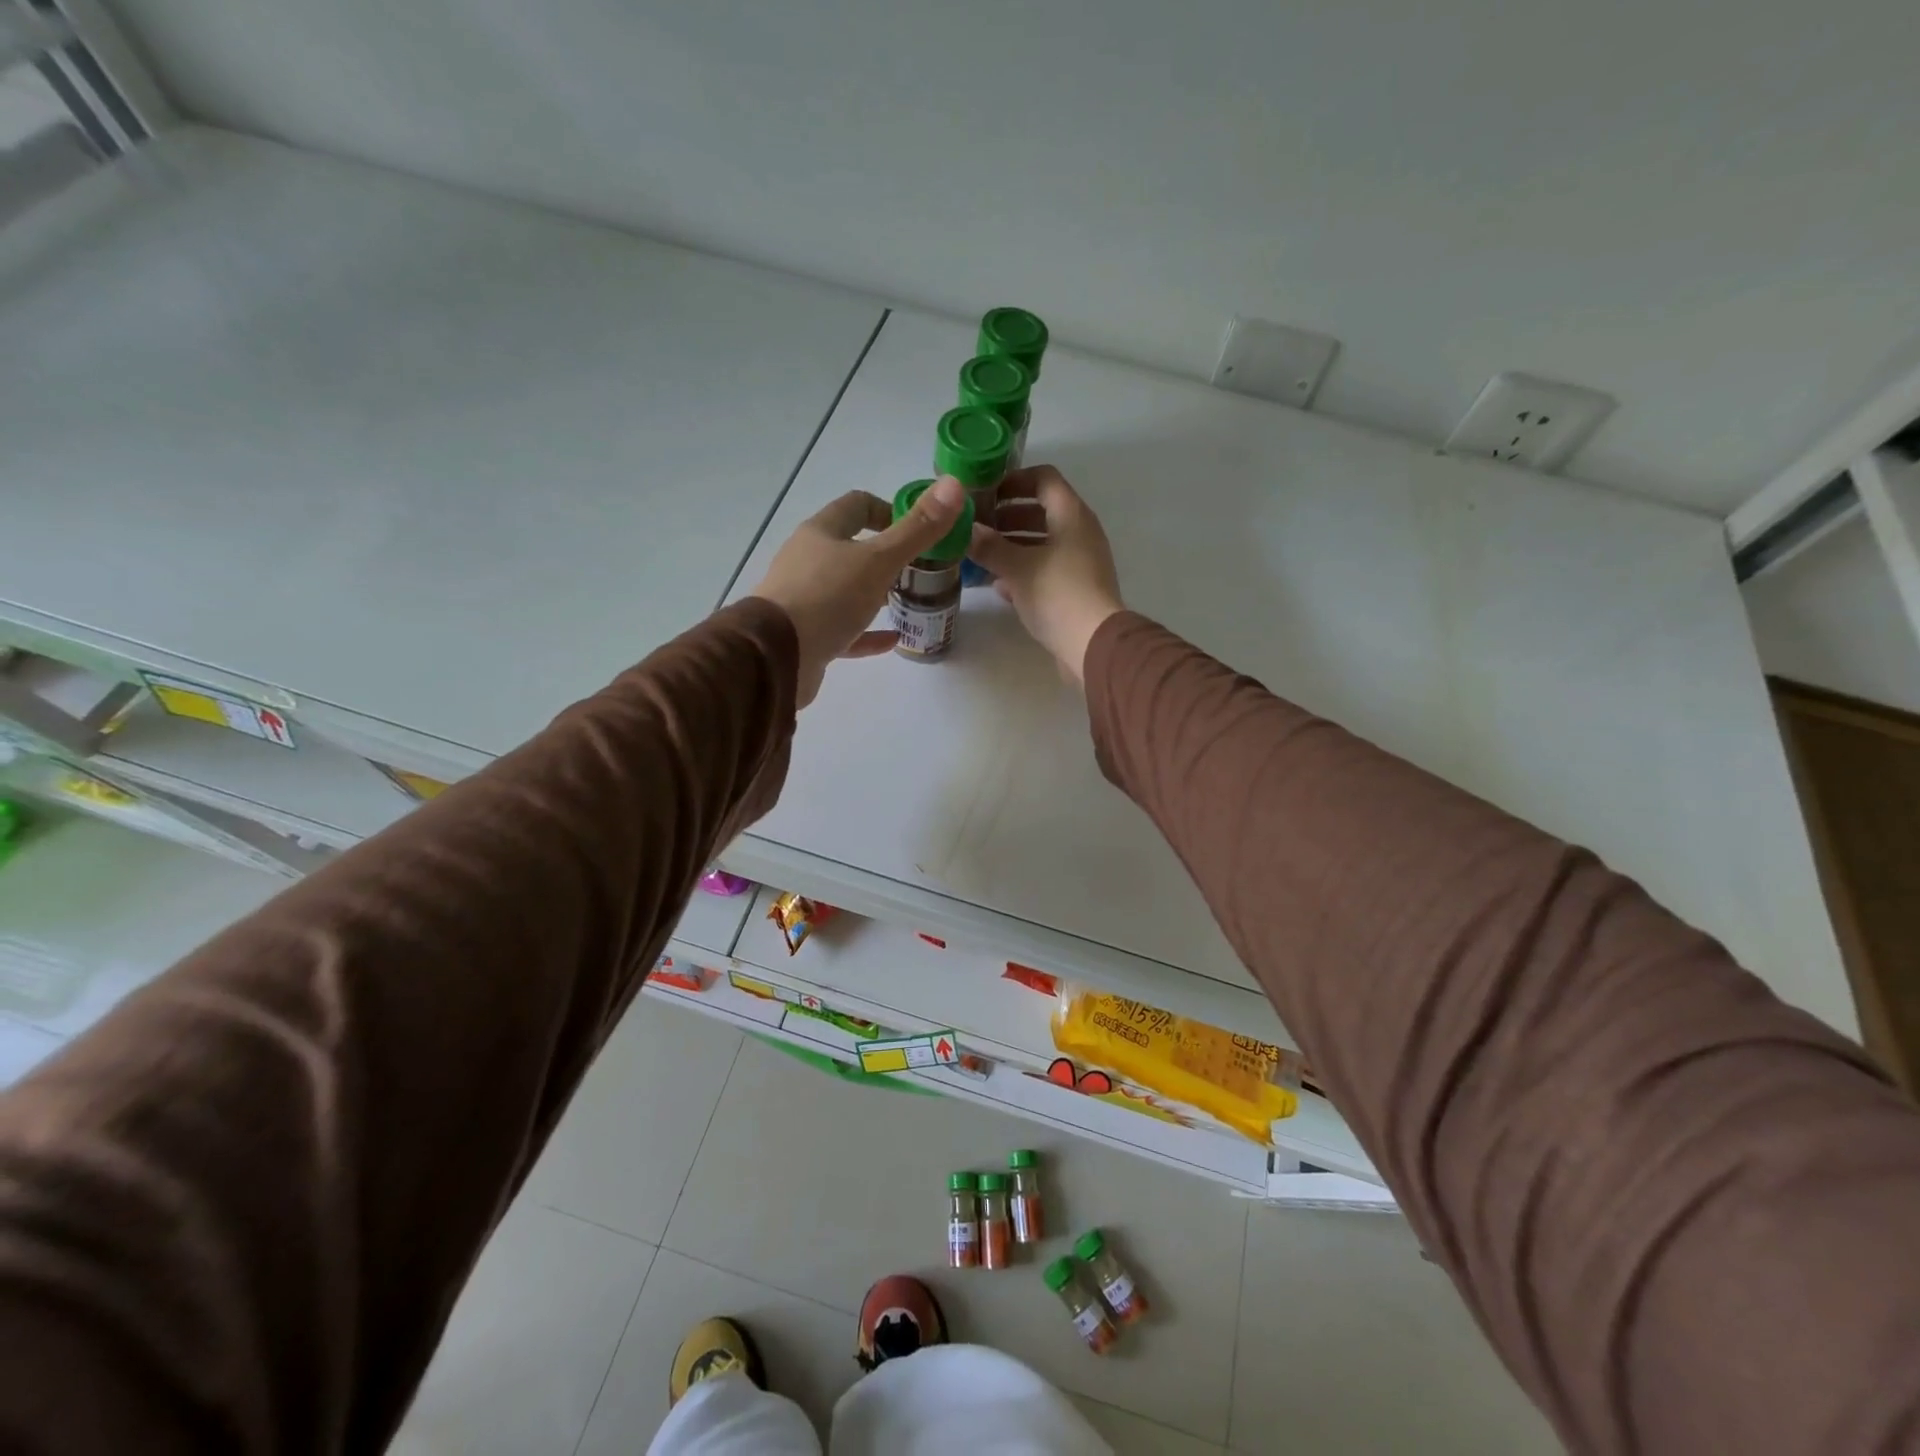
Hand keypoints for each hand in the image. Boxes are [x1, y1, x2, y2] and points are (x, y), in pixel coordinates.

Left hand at [749, 476, 967, 706]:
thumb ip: (917, 528)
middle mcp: (808, 560)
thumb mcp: (879, 560)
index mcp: (821, 533)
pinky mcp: (807, 636)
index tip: (918, 530)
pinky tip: (895, 639)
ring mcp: (805, 599)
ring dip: (876, 593)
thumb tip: (955, 484)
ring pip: (846, 590)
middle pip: (850, 548)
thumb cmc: (828, 598)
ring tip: (909, 601)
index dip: (889, 511)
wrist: (777, 657)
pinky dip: (869, 633)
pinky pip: (844, 629)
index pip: (857, 506)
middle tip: (920, 569)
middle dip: (885, 555)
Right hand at [968, 466, 1124, 684]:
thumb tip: (965, 531)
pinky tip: (999, 585)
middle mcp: (1080, 532)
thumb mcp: (1016, 567)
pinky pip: (1046, 568)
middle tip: (977, 526)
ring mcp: (1080, 561)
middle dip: (1007, 516)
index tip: (986, 492)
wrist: (1093, 644)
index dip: (1014, 480)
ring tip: (981, 555)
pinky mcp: (1077, 588)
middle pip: (1041, 511)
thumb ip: (988, 546)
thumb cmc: (1057, 593)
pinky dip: (1023, 570)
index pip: (1044, 478)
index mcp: (1071, 514)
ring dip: (1012, 545)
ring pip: (1042, 542)